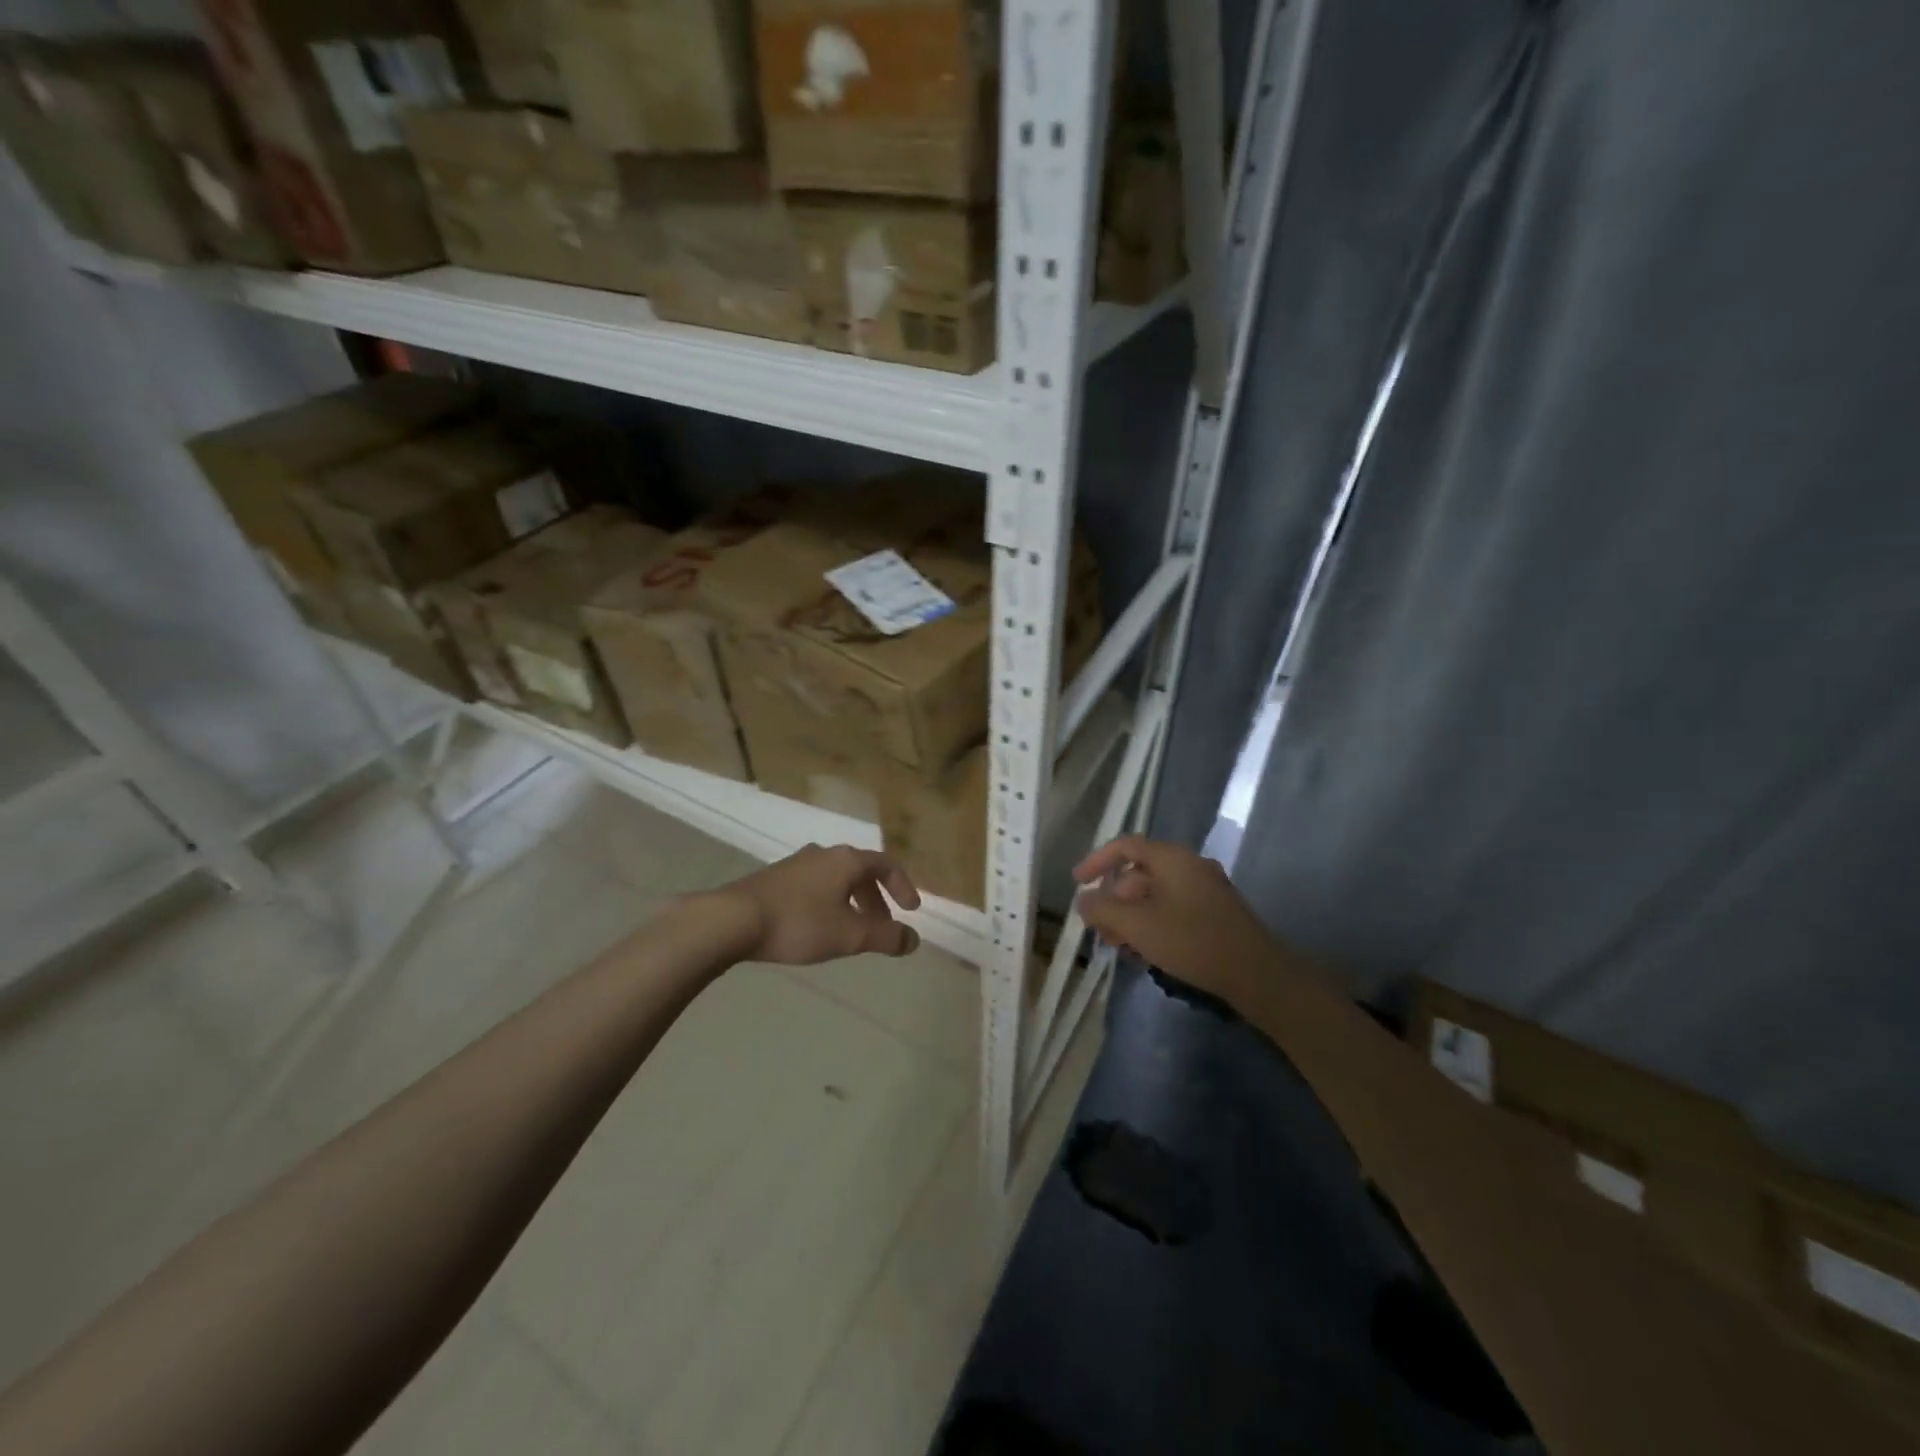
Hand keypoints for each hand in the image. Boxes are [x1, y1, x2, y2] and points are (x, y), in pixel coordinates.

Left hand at [707, 844, 922, 964]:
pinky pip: (815, 886)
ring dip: (852, 902)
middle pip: (860, 872)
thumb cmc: (799, 923)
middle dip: (877, 900)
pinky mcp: (775, 878)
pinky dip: (830, 903)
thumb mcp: (849, 936)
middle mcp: (824, 853)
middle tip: (882, 927)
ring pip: (836, 879)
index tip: (911, 911)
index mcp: (846, 860)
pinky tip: (819, 927)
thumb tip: (913, 940)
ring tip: (852, 931)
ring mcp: (797, 863)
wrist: (733, 919)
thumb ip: (885, 938)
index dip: (903, 887)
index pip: (886, 865)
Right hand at [1072, 835, 1277, 1004]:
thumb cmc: (1193, 941)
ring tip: (1119, 945)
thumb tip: (1083, 900)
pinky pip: (1173, 908)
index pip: (1126, 846)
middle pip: (1140, 872)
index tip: (1078, 883)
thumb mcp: (1139, 926)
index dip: (1097, 861)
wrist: (1257, 975)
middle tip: (1099, 928)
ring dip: (1132, 916)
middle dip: (1114, 899)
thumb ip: (1104, 910)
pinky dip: (1153, 923)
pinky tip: (1146, 951)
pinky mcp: (1216, 913)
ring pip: (1156, 894)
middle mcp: (1190, 865)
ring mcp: (1206, 889)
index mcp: (1173, 858)